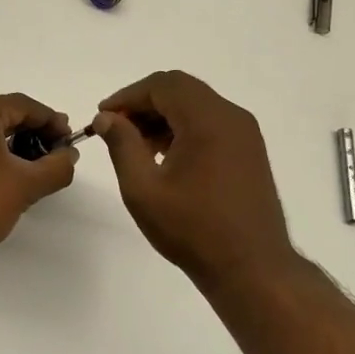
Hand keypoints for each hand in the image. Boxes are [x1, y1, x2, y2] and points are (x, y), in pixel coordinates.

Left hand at [0, 94, 77, 272]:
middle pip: (2, 114)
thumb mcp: (25, 187)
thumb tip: (69, 154)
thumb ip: (56, 166)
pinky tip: (5, 175)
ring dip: (12, 144)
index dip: (50, 120)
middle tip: (56, 155)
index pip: (21, 105)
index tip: (70, 141)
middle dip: (32, 133)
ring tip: (34, 169)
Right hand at [93, 71, 297, 292]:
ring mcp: (245, 134)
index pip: (161, 85)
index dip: (127, 96)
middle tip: (117, 129)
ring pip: (196, 104)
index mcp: (207, 120)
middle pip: (180, 89)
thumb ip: (122, 145)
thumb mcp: (143, 188)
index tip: (103, 117)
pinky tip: (165, 157)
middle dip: (144, 103)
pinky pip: (211, 122)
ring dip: (163, 115)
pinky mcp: (249, 151)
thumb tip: (106, 117)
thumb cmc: (192, 229)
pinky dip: (183, 128)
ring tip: (138, 147)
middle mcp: (231, 117)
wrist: (251, 268)